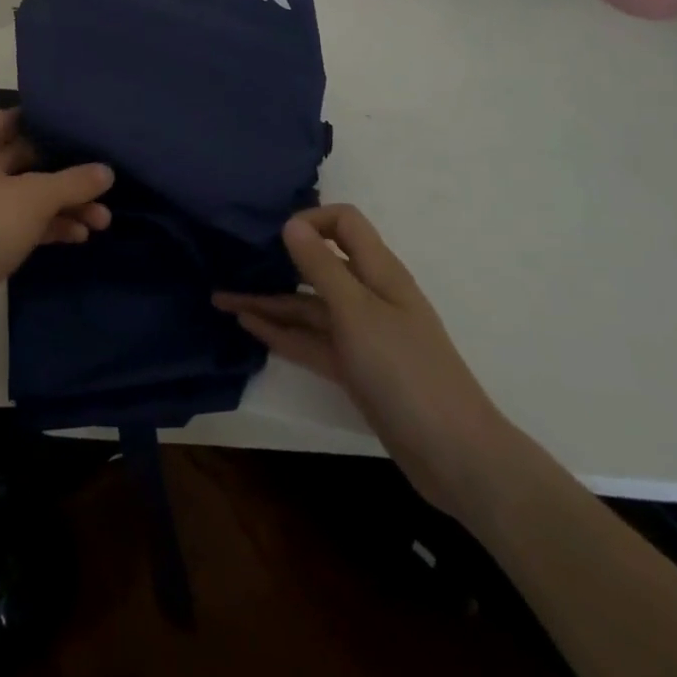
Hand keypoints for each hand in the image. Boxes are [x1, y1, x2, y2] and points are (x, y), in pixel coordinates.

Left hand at [0, 110, 113, 358]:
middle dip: (66, 170)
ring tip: (104, 218)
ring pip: (29, 194)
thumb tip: (108, 170)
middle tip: (106, 174)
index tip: (84, 122)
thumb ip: (73, 181)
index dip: (47, 118)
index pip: (13, 117)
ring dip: (64, 204)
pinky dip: (50, 226)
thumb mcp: (34, 198)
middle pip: (27, 157)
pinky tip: (81, 235)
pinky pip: (24, 222)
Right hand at [214, 204, 516, 518]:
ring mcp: (361, 335)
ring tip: (222, 299)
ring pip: (307, 307)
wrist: (454, 456)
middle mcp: (369, 296)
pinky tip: (248, 326)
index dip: (311, 220)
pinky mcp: (354, 368)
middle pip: (319, 265)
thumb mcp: (357, 311)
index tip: (274, 235)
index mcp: (379, 272)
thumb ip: (321, 266)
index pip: (344, 223)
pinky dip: (281, 332)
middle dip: (278, 261)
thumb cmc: (405, 370)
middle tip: (233, 261)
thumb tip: (291, 222)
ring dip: (268, 302)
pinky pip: (310, 341)